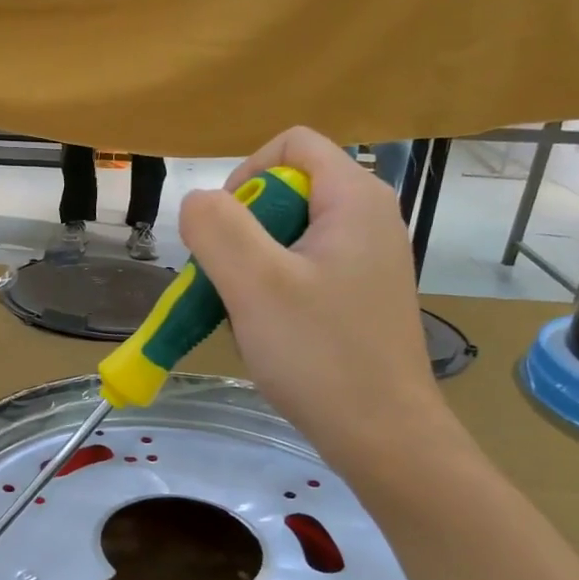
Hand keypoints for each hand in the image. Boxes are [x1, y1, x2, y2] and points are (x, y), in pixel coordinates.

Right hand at [179, 127, 454, 465]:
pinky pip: (303, 270)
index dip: (244, 175)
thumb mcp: (255, 284)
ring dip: (251, 266)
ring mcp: (368, 260)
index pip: (291, 144)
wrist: (381, 435)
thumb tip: (197, 201)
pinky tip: (266, 331)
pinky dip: (273, 290)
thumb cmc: (319, 354)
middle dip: (242, 231)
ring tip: (243, 313)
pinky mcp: (360, 296)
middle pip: (286, 190)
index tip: (223, 232)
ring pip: (289, 235)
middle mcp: (369, 218)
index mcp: (355, 198)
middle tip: (227, 281)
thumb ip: (217, 228)